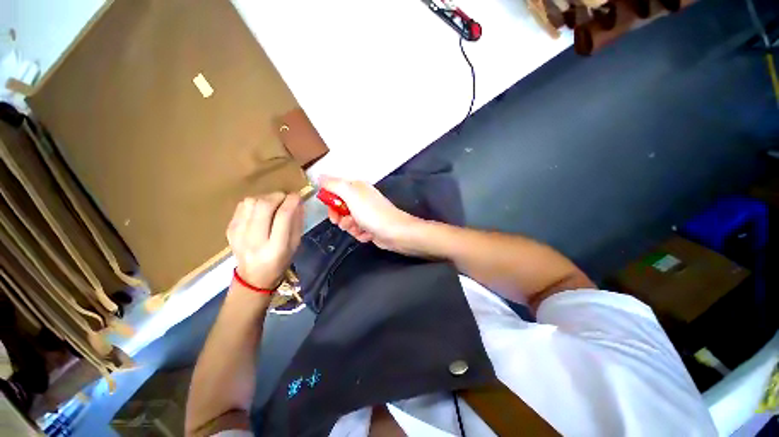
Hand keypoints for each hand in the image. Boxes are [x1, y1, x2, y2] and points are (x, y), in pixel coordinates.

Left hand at [227, 193, 302, 288]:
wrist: (253, 276)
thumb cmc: (280, 261)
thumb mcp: (295, 244)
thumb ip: (297, 222)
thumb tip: (297, 201)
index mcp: (276, 247)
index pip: (283, 217)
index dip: (291, 202)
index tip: (297, 196)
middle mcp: (255, 240)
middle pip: (264, 206)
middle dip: (277, 196)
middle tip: (285, 197)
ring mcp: (238, 234)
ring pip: (251, 202)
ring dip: (265, 198)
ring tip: (273, 204)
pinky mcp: (230, 229)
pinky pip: (242, 206)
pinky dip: (254, 203)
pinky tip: (261, 210)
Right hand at [320, 175, 420, 250]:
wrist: (395, 232)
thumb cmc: (372, 213)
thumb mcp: (350, 195)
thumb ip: (334, 185)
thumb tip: (320, 176)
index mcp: (357, 188)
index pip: (336, 190)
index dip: (331, 201)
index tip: (331, 209)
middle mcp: (362, 199)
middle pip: (340, 208)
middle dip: (340, 217)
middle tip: (344, 221)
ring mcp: (366, 214)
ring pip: (347, 221)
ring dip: (350, 227)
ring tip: (359, 228)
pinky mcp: (370, 227)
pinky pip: (357, 231)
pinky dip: (360, 234)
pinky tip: (367, 234)